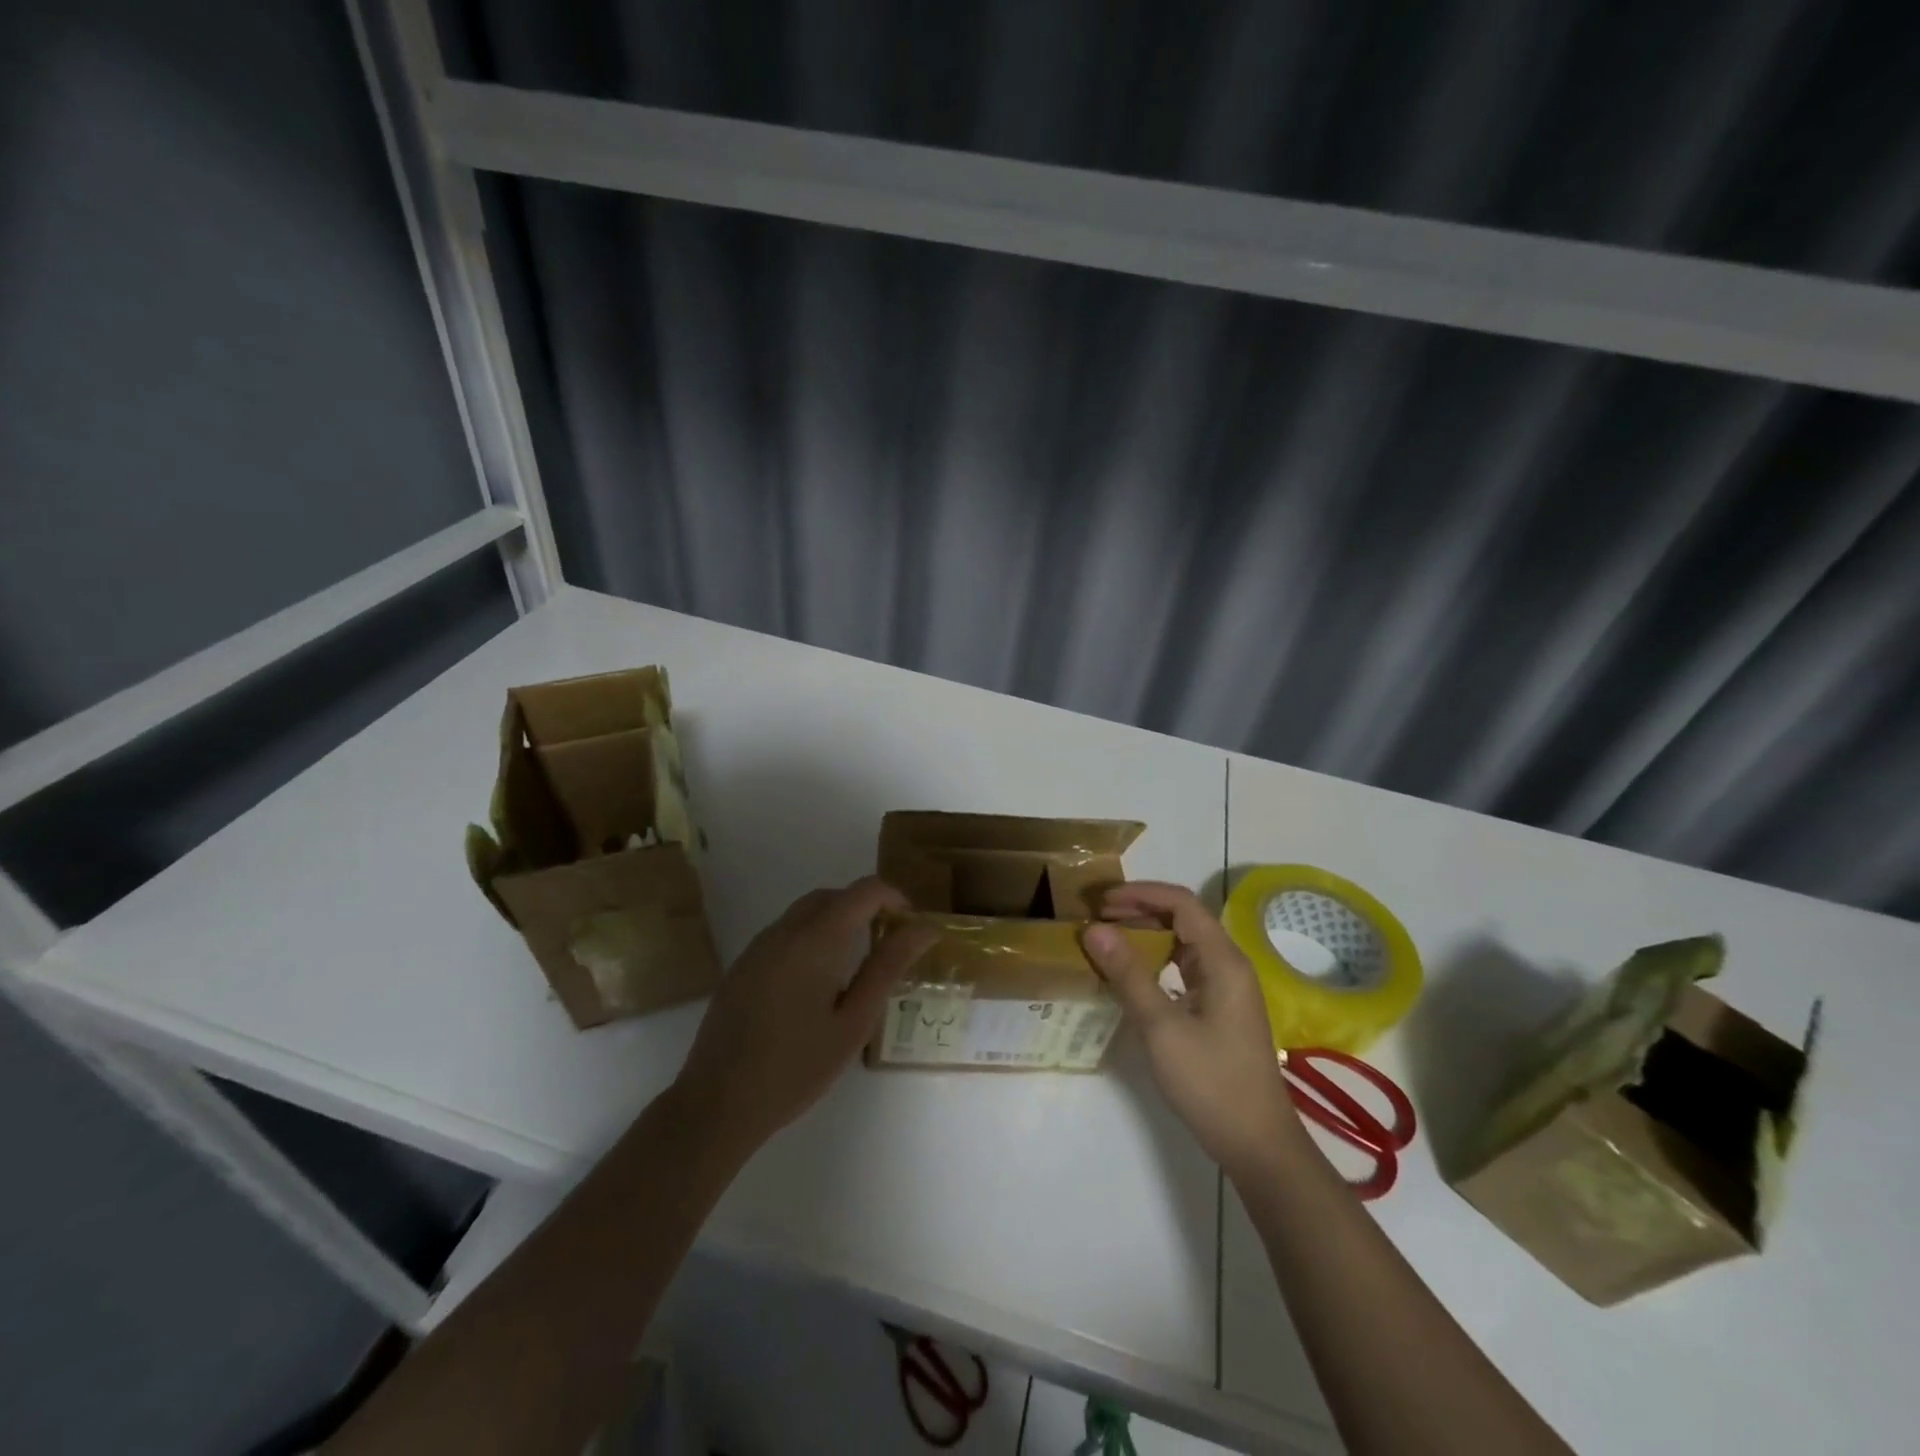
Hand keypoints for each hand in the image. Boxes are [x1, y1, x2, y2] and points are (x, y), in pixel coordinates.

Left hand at [674, 878, 936, 1152]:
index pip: (864, 890)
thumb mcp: (854, 1021)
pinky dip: (812, 937)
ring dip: (838, 921)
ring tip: (857, 965)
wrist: (717, 1103)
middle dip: (866, 908)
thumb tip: (924, 928)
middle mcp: (784, 930)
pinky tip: (817, 983)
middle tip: (889, 945)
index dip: (895, 898)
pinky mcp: (743, 965)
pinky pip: (785, 933)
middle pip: (833, 896)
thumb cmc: (797, 1067)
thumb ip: (889, 966)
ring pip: (806, 912)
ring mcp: (758, 946)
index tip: (911, 928)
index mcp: (816, 939)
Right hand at [1082, 882, 1301, 1181]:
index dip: (1140, 894)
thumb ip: (1128, 975)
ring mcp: (1227, 988)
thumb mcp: (1162, 1028)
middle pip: (1184, 917)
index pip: (1182, 903)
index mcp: (1223, 961)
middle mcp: (1229, 965)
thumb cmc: (1211, 1083)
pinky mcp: (1220, 1009)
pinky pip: (1185, 967)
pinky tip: (1133, 975)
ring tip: (1109, 940)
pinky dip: (1157, 960)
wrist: (1258, 1145)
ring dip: (1147, 933)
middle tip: (1098, 919)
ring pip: (1184, 942)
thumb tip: (1094, 929)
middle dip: (1140, 910)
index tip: (1101, 902)